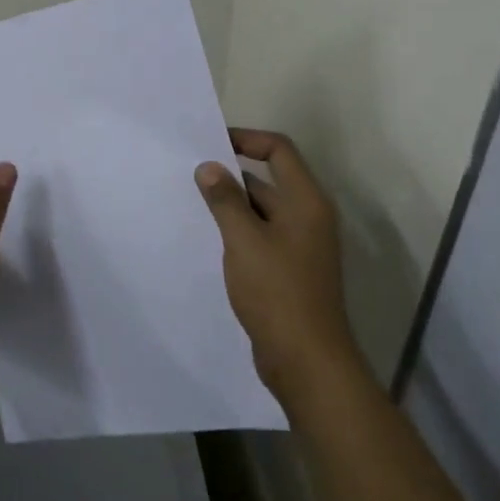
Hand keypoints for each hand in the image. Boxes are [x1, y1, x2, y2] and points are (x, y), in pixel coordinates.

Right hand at [195, 129, 357, 403]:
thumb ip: (225, 200)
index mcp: (306, 202)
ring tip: (192, 204)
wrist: (307, 361)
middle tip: (191, 175)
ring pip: (262, 211)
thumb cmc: (278, 292)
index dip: (247, 139)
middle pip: (269, 180)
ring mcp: (301, 245)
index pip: (279, 151)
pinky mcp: (290, 270)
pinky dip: (239, 231)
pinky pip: (262, 237)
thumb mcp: (244, 241)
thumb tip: (208, 167)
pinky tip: (209, 239)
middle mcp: (308, 217)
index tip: (211, 143)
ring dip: (232, 205)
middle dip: (231, 175)